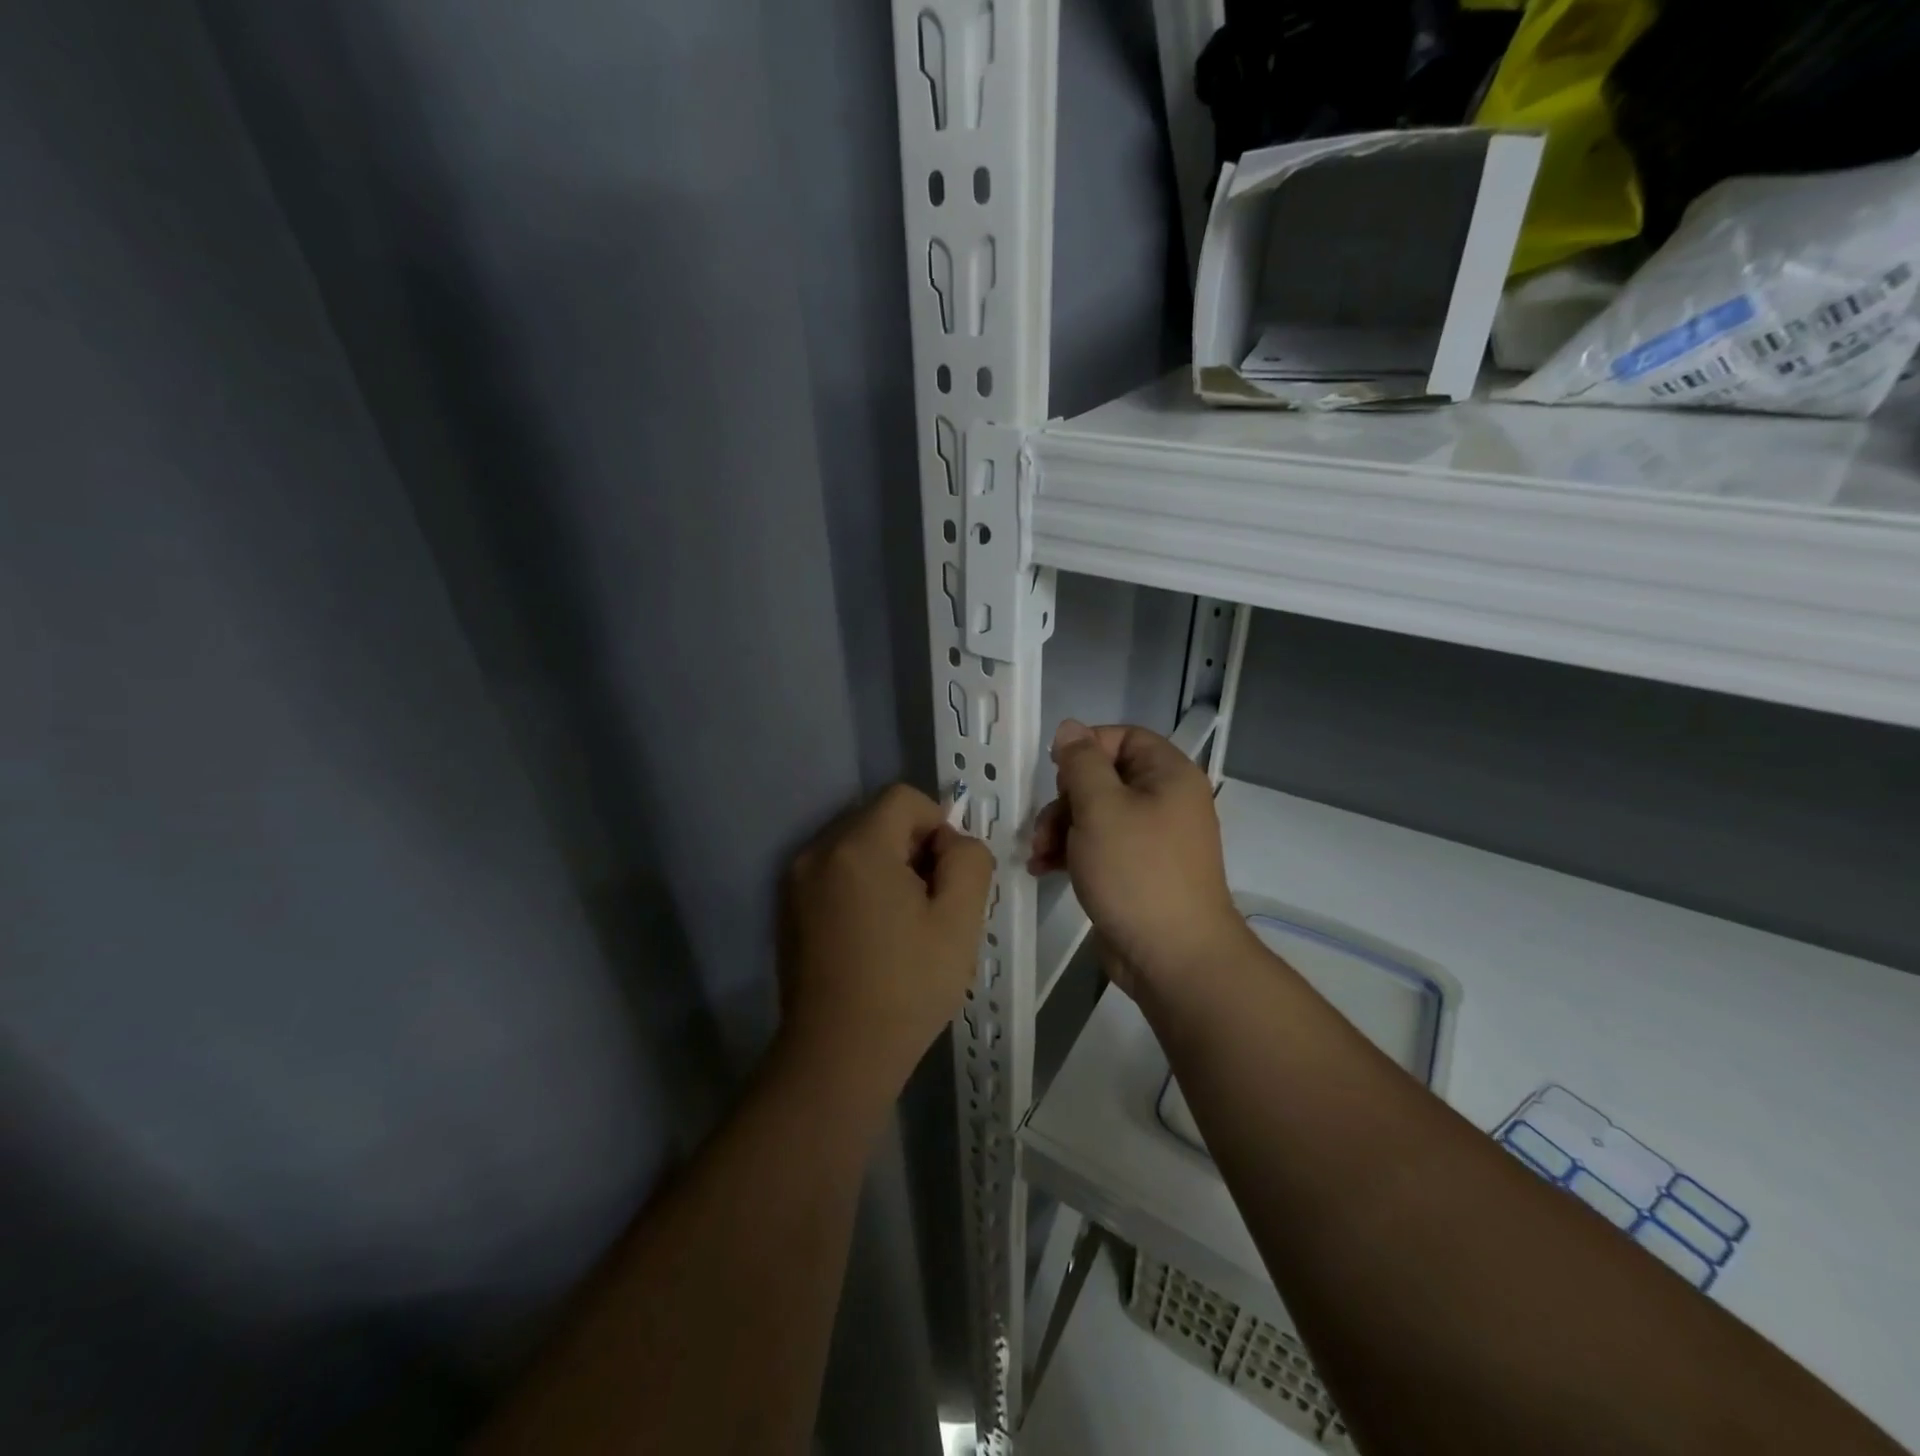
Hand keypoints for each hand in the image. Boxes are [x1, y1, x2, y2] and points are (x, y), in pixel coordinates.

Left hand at [779, 784, 994, 1103]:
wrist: (837, 1058)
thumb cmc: (905, 987)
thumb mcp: (960, 921)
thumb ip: (969, 861)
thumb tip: (952, 842)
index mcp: (857, 847)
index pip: (904, 798)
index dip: (937, 825)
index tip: (946, 877)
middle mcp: (817, 852)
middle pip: (877, 819)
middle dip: (912, 847)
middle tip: (930, 904)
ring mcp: (795, 882)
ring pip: (856, 847)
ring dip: (886, 868)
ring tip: (902, 924)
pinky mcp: (787, 910)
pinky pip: (834, 874)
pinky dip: (860, 887)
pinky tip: (872, 936)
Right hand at [1028, 721, 1250, 996]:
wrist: (1173, 957)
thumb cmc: (1136, 872)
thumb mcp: (1100, 808)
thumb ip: (1080, 763)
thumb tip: (1070, 728)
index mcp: (1168, 775)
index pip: (1124, 737)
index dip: (1086, 747)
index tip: (1055, 772)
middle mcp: (1165, 801)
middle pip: (1104, 778)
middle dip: (1064, 800)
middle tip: (1045, 826)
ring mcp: (1153, 839)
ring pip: (1096, 815)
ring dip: (1060, 829)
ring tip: (1038, 856)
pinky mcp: (1138, 871)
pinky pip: (1100, 846)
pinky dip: (1072, 852)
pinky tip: (1044, 869)